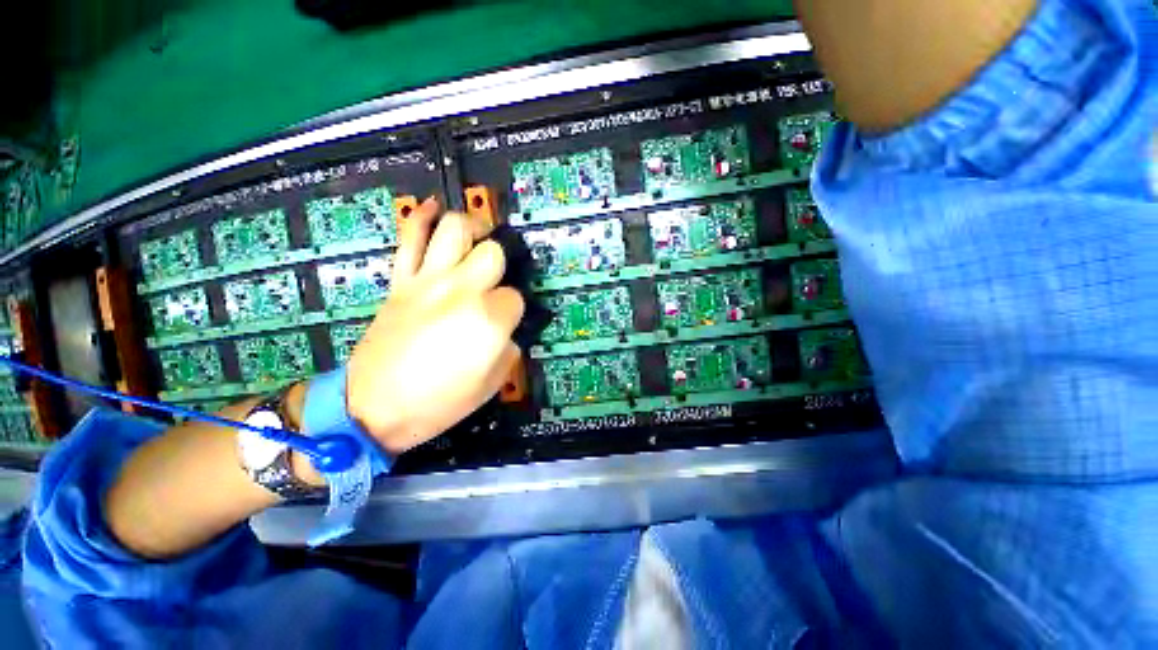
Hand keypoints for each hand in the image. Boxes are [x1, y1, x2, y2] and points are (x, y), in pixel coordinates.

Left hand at [346, 198, 524, 453]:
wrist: (372, 407)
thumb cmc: (439, 402)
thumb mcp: (492, 383)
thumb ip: (509, 348)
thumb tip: (507, 329)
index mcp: (488, 319)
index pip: (515, 297)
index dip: (514, 309)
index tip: (505, 322)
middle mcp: (461, 290)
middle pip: (492, 253)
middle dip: (500, 265)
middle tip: (496, 279)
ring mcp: (427, 280)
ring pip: (454, 230)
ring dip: (472, 227)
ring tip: (479, 235)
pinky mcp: (400, 280)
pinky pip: (408, 237)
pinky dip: (420, 217)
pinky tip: (433, 209)